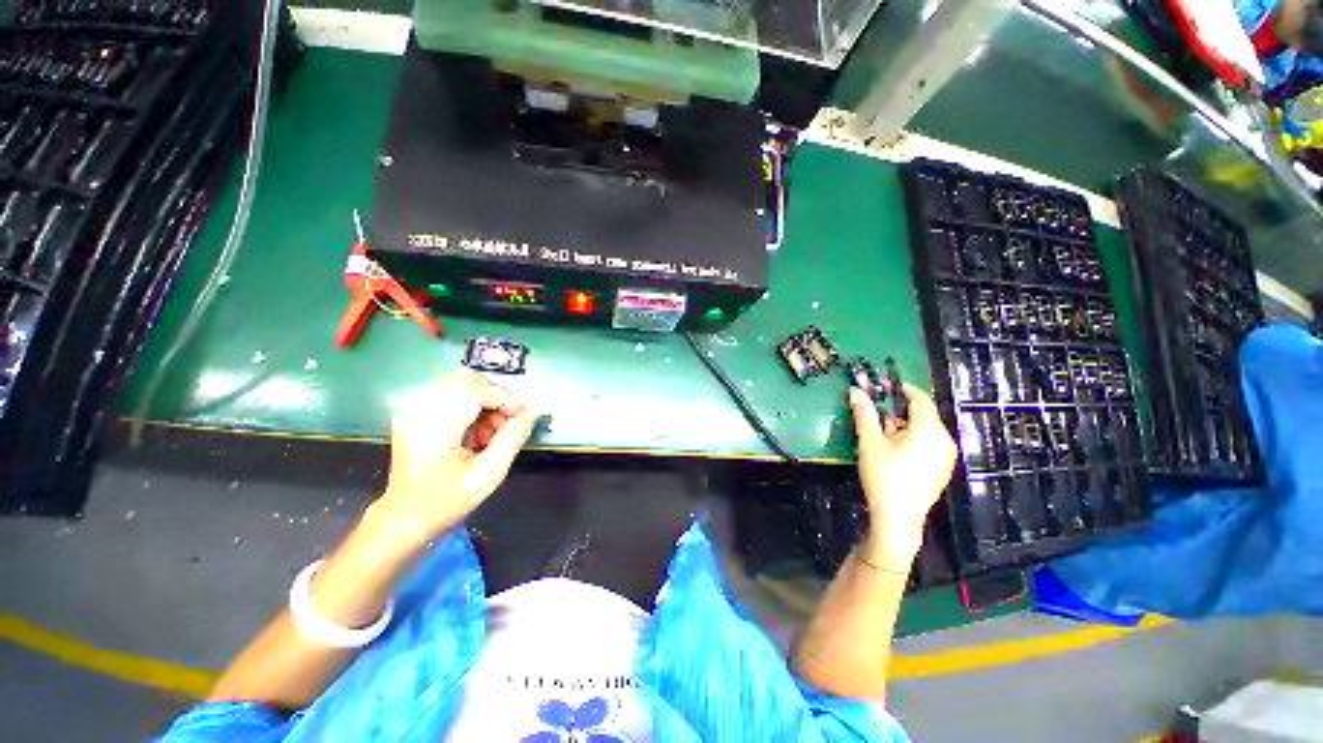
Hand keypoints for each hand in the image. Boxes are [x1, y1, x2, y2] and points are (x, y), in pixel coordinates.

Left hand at [366, 371, 539, 544]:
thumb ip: (514, 437)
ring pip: (460, 385)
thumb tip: (534, 410)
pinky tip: (477, 432)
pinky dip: (471, 407)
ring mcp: (413, 410)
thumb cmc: (447, 501)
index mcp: (434, 427)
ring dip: (484, 402)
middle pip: (466, 380)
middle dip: (495, 397)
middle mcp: (418, 410)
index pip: (476, 392)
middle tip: (507, 423)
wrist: (404, 518)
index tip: (522, 416)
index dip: (505, 399)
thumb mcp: (489, 473)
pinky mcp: (414, 413)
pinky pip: (451, 395)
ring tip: (492, 432)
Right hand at [848, 384, 956, 567]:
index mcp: (930, 430)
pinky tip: (894, 454)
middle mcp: (944, 440)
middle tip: (876, 418)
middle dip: (898, 412)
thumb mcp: (870, 442)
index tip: (883, 386)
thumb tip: (856, 391)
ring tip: (881, 439)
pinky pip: (928, 445)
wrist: (898, 519)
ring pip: (925, 431)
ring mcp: (946, 457)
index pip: (920, 399)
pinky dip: (912, 441)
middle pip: (922, 415)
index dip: (902, 390)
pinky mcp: (942, 470)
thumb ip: (864, 414)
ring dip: (903, 427)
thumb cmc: (884, 476)